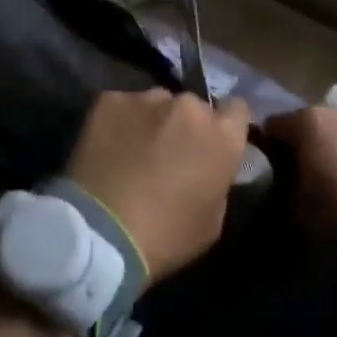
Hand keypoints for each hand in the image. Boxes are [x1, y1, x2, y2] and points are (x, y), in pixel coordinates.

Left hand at [65, 90, 249, 282]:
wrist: (100, 232)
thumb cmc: (165, 237)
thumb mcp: (212, 221)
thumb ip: (218, 180)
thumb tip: (210, 167)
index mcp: (222, 137)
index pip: (236, 110)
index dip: (224, 126)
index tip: (212, 143)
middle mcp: (188, 106)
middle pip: (192, 107)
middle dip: (184, 125)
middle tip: (167, 152)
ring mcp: (146, 99)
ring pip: (156, 103)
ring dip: (151, 121)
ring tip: (132, 150)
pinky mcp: (109, 100)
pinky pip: (121, 107)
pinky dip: (118, 123)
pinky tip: (107, 147)